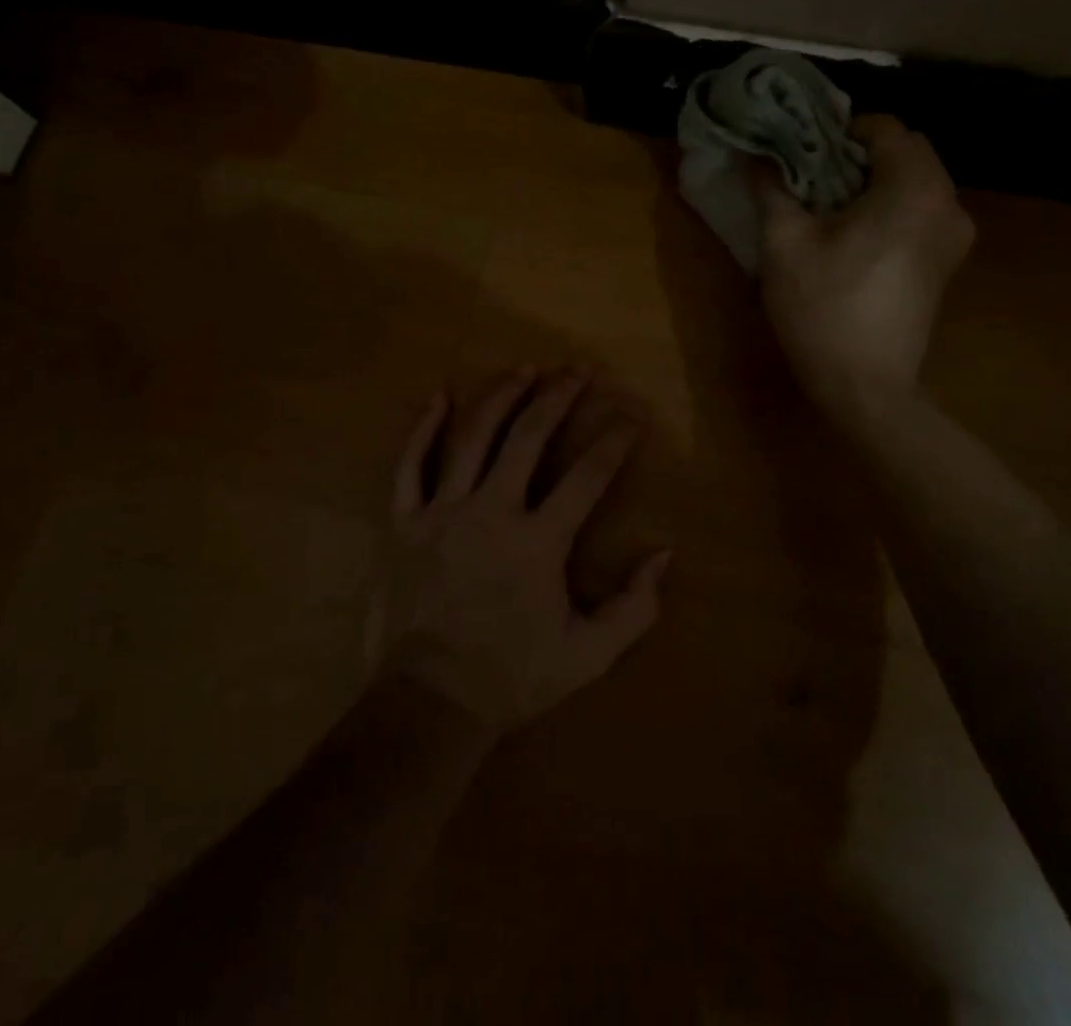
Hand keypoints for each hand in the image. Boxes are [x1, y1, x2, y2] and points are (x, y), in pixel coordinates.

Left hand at [382, 368, 669, 733]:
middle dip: (558, 398)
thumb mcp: (588, 654)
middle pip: (528, 438)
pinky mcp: (405, 522)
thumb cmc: (513, 675)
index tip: (631, 415)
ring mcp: (442, 512)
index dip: (614, 440)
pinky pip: (410, 466)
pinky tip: (438, 396)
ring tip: (524, 369)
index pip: (587, 476)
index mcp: (538, 541)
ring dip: (500, 397)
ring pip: (472, 438)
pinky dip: (422, 429)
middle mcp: (491, 512)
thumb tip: (665, 554)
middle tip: (578, 370)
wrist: (431, 700)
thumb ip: (634, 607)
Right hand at [753, 115, 974, 409]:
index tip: (803, 149)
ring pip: (916, 180)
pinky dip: (890, 205)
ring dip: (874, 180)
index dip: (840, 129)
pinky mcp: (947, 261)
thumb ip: (772, 188)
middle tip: (811, 175)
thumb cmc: (822, 308)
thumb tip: (754, 156)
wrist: (864, 384)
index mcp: (913, 188)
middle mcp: (948, 201)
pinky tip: (853, 233)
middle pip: (906, 151)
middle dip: (858, 153)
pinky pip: (921, 209)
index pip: (884, 127)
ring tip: (828, 204)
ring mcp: (954, 234)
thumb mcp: (784, 244)